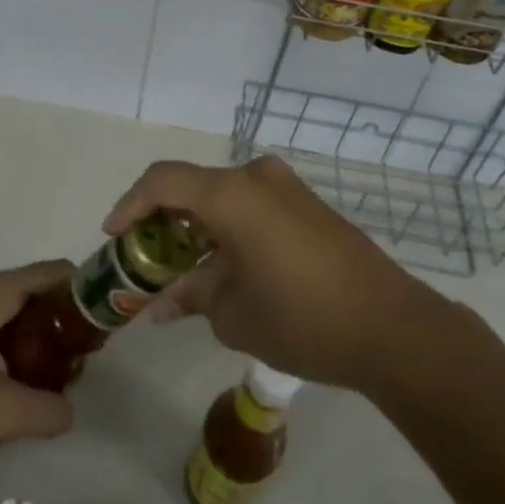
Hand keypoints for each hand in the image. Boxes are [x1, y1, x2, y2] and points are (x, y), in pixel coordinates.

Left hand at [0, 261, 76, 460]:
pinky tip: (14, 386)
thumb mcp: (2, 412)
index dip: (85, 294)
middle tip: (79, 362)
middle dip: (63, 324)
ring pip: (17, 311)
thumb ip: (49, 411)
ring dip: (39, 339)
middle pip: (39, 291)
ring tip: (51, 380)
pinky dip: (15, 346)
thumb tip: (69, 411)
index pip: (57, 272)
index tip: (100, 329)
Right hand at [103, 157, 445, 392]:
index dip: (130, 205)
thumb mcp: (233, 314)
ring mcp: (286, 188)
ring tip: (182, 271)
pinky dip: (227, 229)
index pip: (163, 181)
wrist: (391, 326)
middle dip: (163, 221)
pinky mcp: (307, 205)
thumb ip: (191, 296)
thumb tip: (163, 302)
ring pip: (223, 197)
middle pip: (193, 187)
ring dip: (197, 228)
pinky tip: (223, 268)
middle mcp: (256, 177)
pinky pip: (252, 206)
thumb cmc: (301, 318)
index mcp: (232, 194)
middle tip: (145, 260)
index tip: (113, 237)